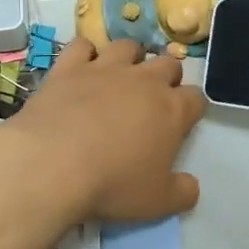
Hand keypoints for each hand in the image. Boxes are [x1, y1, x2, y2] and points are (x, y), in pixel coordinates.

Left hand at [0, 37, 205, 223]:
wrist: (53, 165)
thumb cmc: (112, 185)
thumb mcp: (158, 203)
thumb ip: (182, 192)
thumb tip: (191, 185)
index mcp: (171, 110)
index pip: (196, 98)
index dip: (191, 108)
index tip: (182, 121)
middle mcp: (143, 81)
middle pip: (167, 64)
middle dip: (167, 77)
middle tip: (153, 98)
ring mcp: (104, 69)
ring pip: (127, 47)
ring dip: (131, 57)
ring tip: (122, 74)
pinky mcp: (68, 68)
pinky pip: (82, 46)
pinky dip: (85, 53)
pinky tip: (82, 67)